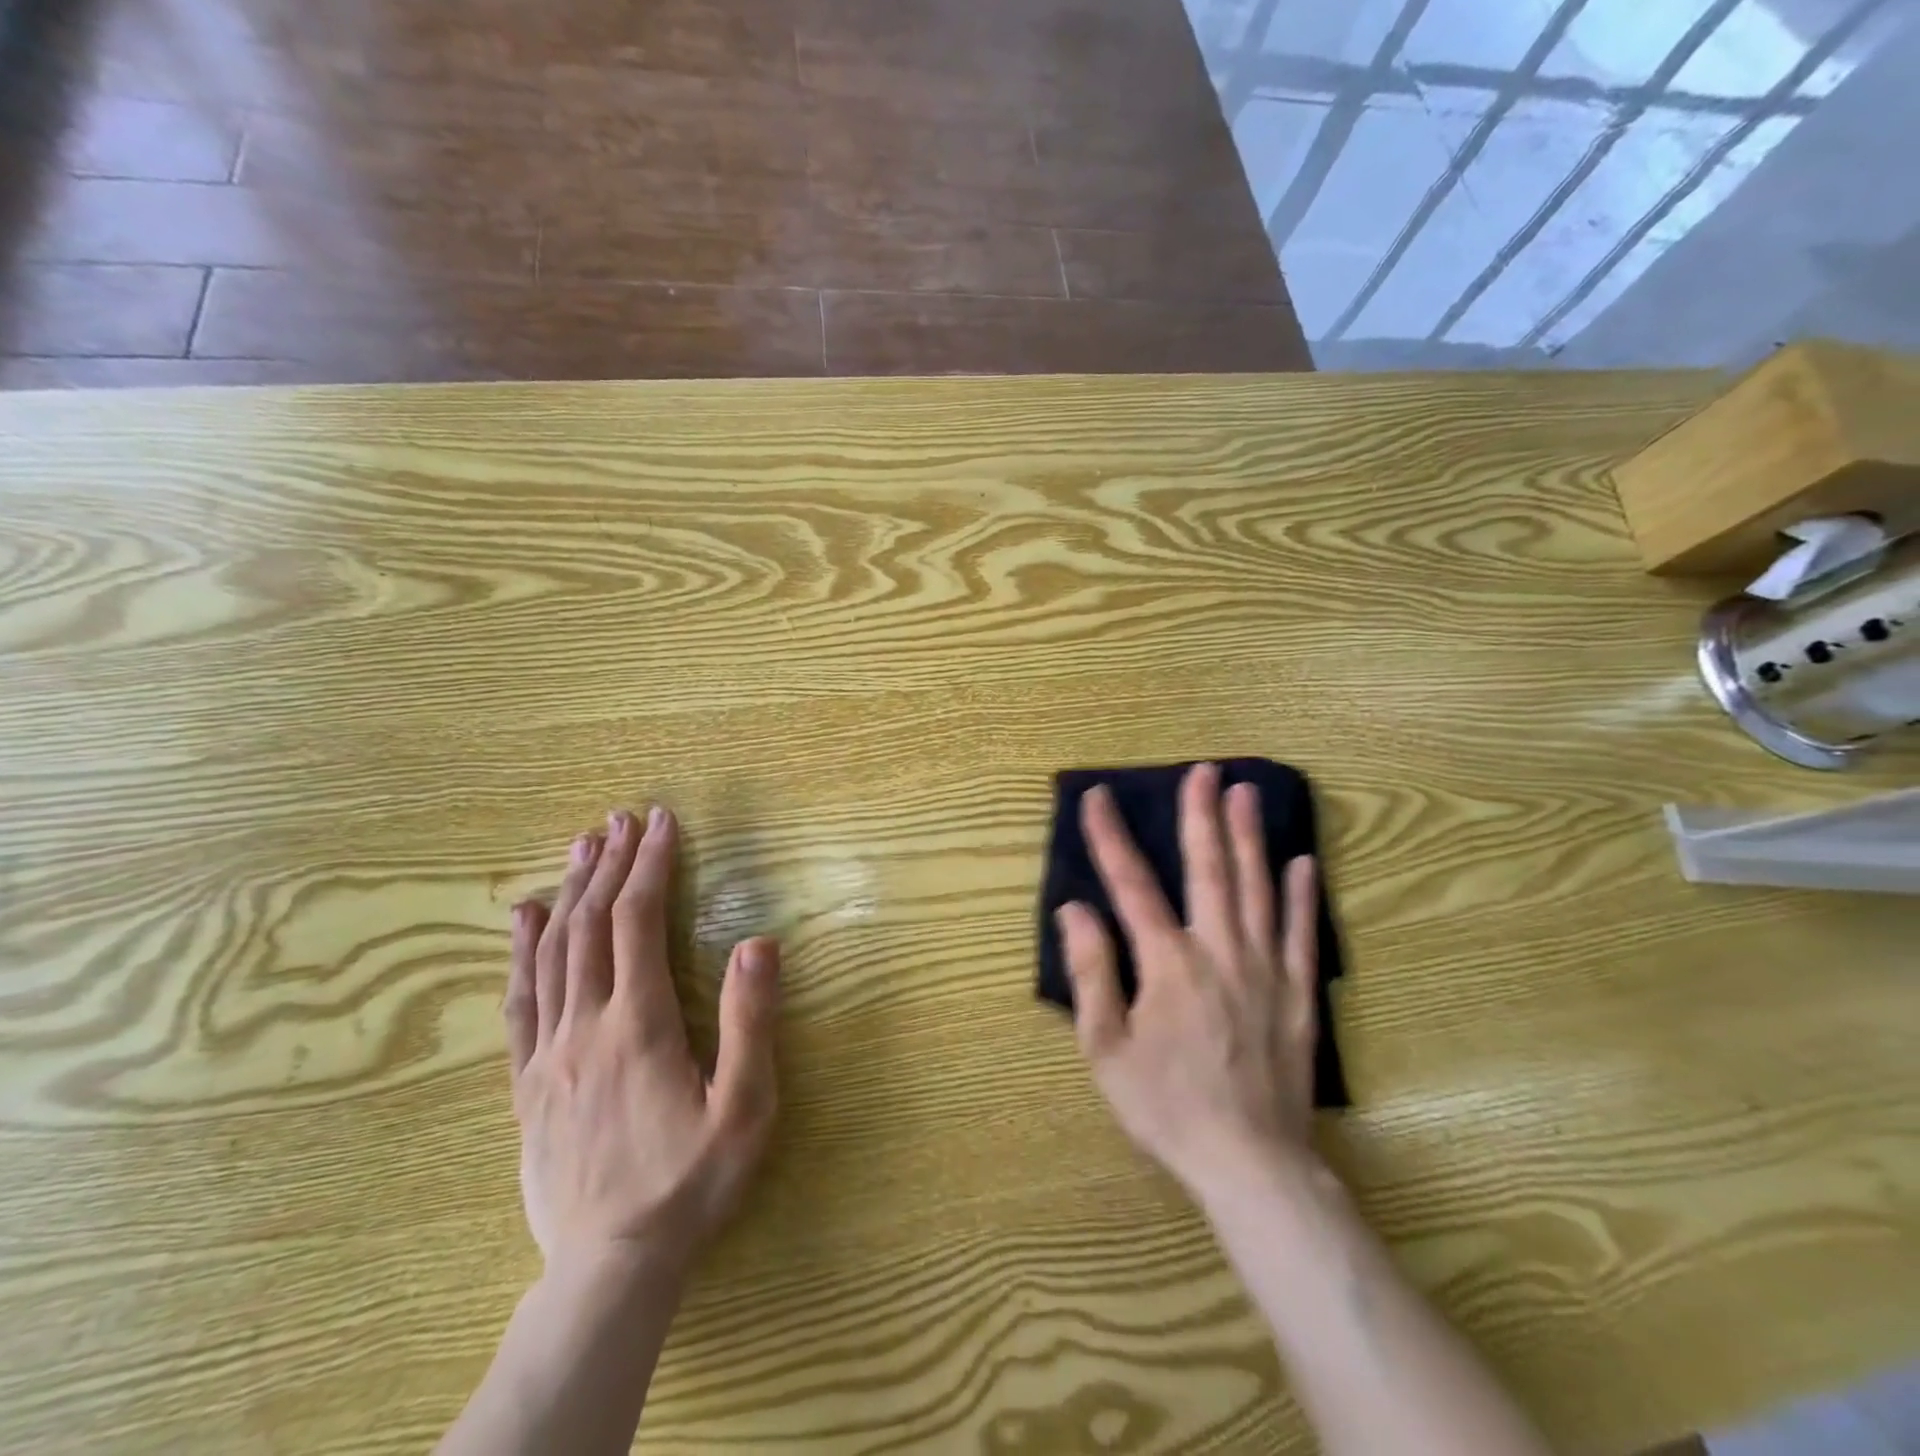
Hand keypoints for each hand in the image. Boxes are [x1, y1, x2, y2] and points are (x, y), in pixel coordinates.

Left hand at [505, 806, 779, 1279]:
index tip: (662, 823)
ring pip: (553, 954)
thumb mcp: (746, 1108)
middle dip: (610, 864)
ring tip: (582, 845)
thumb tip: (759, 942)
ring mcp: (549, 1054)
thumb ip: (752, 1023)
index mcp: (640, 1026)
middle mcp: (586, 1027)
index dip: (650, 866)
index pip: (639, 923)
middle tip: (621, 818)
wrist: (609, 1268)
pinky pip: (520, 1001)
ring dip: (571, 891)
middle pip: (591, 926)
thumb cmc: (691, 1182)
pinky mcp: (528, 1082)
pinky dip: (522, 950)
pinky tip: (526, 917)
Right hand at [1055, 762, 1320, 1200]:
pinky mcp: (1297, 993)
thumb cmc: (1167, 1106)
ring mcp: (1264, 967)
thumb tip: (1075, 910)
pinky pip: (1301, 932)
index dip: (1110, 837)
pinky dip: (1303, 895)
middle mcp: (1218, 950)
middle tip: (1203, 771)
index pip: (1131, 884)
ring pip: (1257, 888)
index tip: (1097, 798)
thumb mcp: (1107, 1047)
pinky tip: (1304, 862)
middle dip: (1200, 815)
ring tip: (1247, 793)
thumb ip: (1092, 972)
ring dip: (1249, 837)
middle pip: (1208, 869)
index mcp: (1167, 962)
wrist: (1252, 1163)